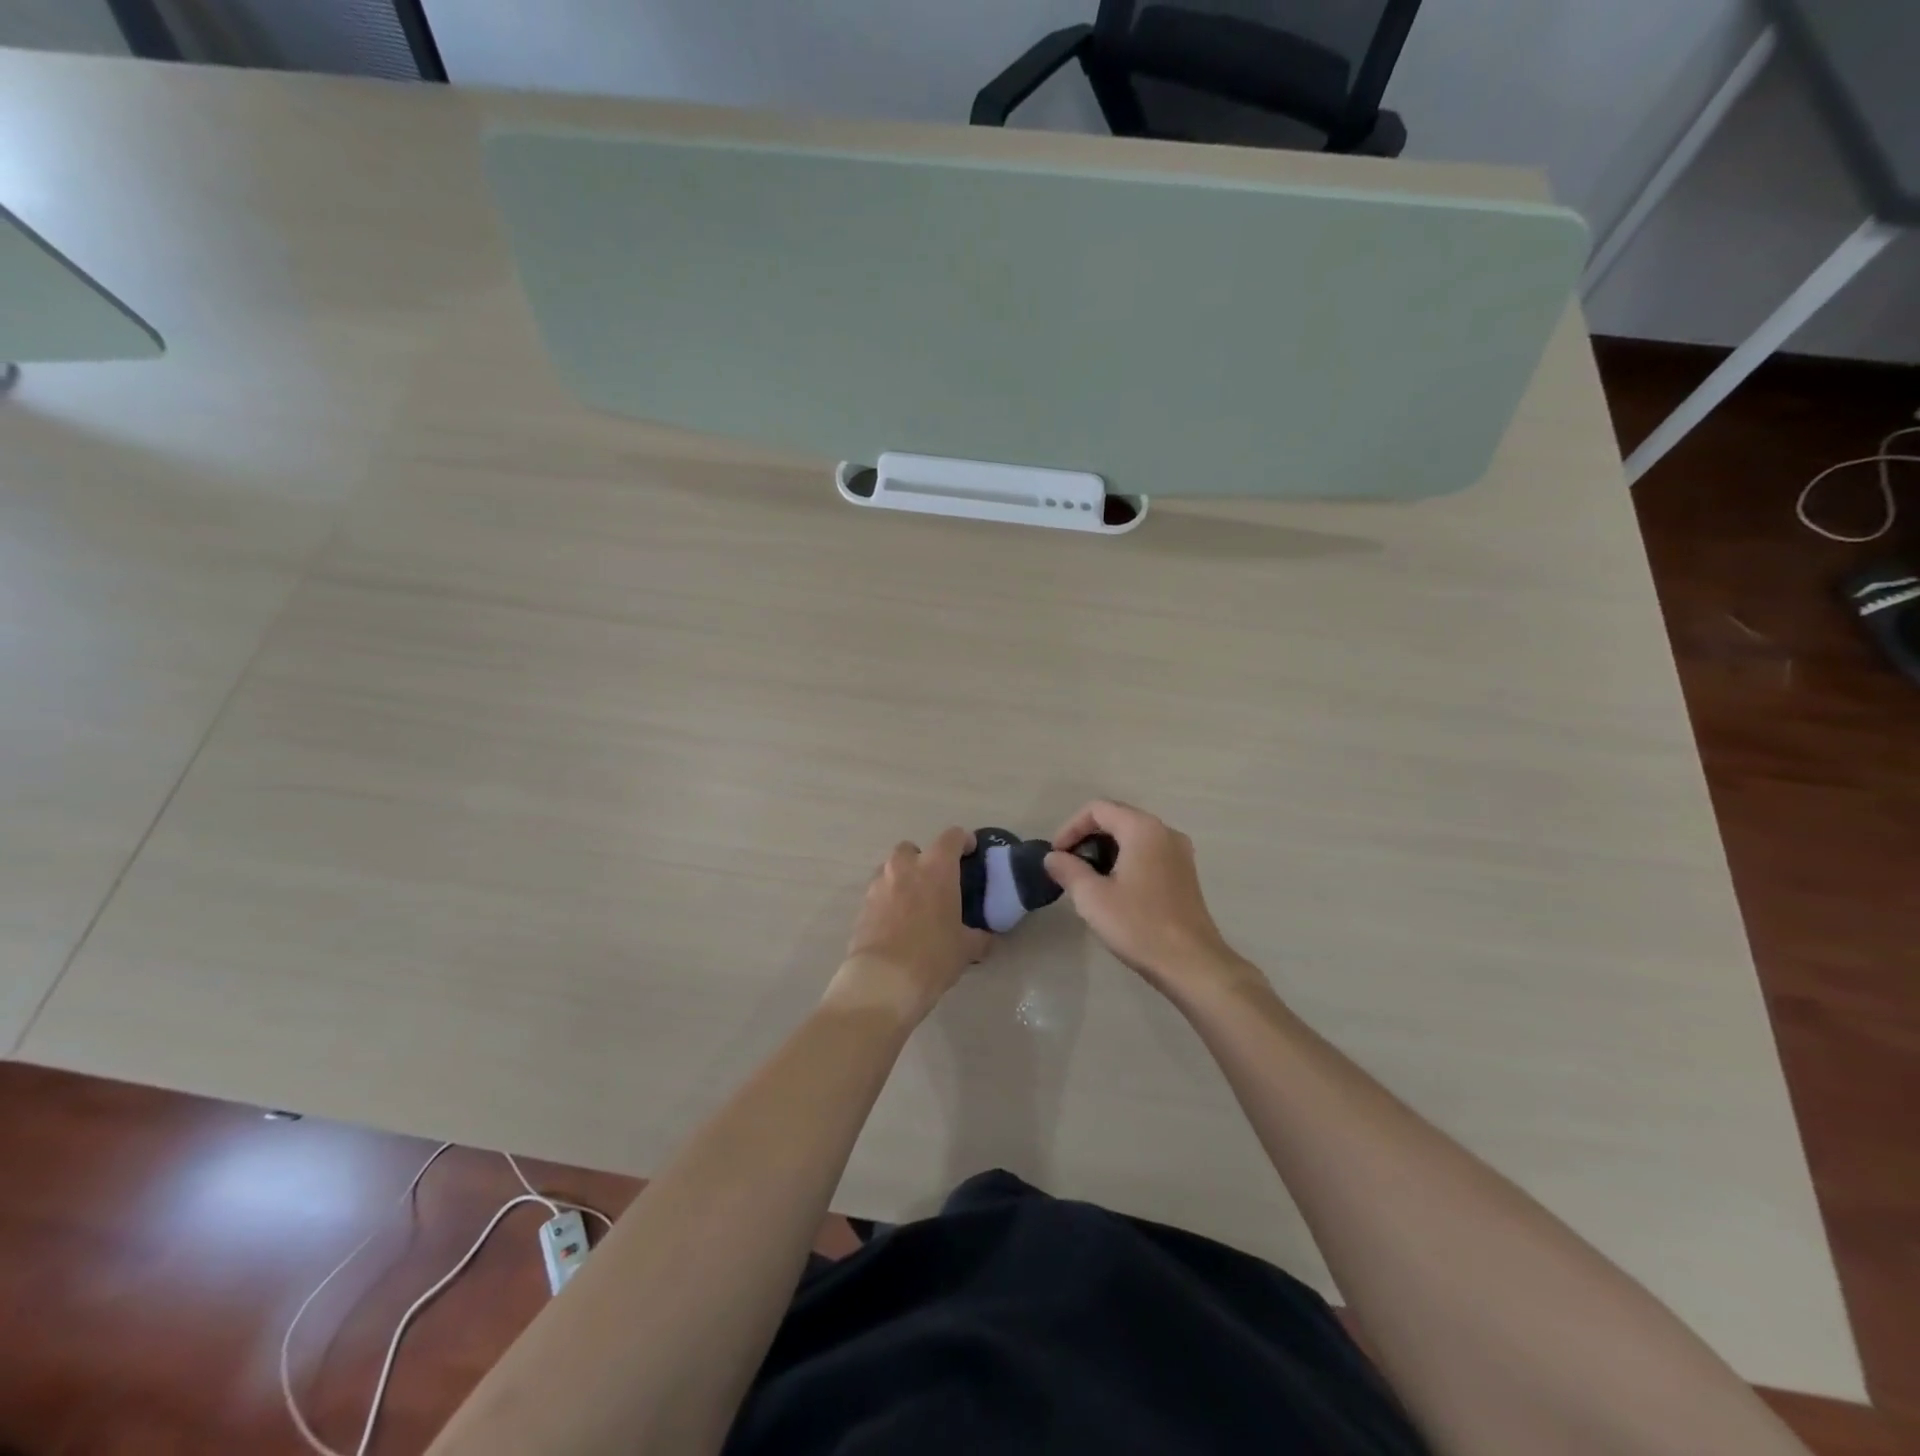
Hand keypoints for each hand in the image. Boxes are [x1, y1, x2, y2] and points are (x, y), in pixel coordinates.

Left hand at [827, 828, 991, 1025]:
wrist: (884, 980)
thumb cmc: (933, 956)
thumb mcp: (966, 949)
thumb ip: (979, 937)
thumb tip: (986, 938)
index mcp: (936, 868)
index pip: (952, 837)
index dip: (964, 841)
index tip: (970, 852)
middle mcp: (905, 867)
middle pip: (913, 849)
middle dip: (924, 860)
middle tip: (936, 883)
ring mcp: (879, 884)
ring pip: (891, 869)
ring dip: (903, 879)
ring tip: (914, 904)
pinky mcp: (862, 905)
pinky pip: (879, 893)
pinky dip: (888, 900)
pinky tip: (897, 923)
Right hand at [1044, 800, 1261, 1004]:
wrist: (1192, 964)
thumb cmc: (1139, 925)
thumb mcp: (1092, 898)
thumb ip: (1068, 870)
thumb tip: (1053, 858)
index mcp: (1142, 829)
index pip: (1097, 809)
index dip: (1070, 827)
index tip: (1056, 855)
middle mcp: (1165, 831)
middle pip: (1117, 818)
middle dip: (1087, 837)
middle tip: (1068, 865)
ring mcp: (1179, 852)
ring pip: (1133, 836)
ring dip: (1106, 849)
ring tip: (1086, 877)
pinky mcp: (1185, 873)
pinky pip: (1148, 852)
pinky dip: (1126, 859)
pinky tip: (1114, 888)